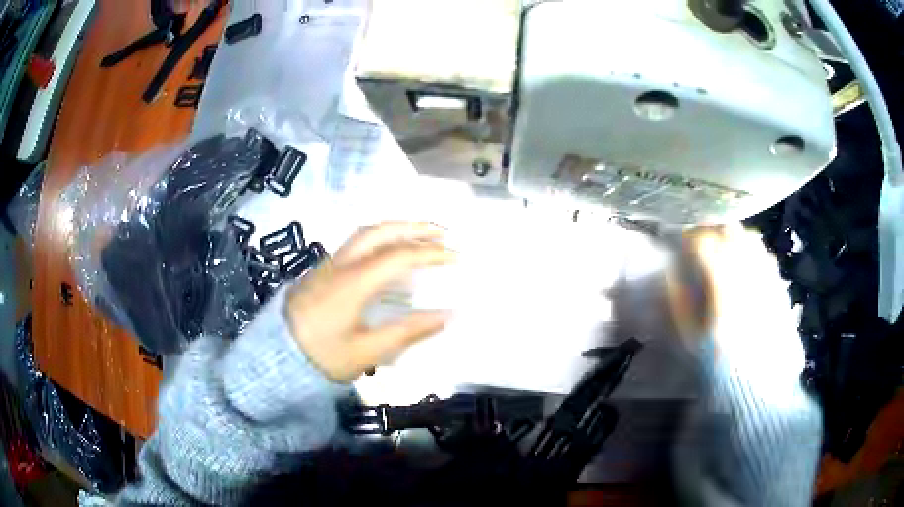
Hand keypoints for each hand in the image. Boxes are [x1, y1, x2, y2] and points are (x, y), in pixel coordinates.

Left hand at [285, 222, 454, 381]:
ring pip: (364, 234)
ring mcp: (328, 265)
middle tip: (441, 232)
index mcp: (353, 282)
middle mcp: (340, 265)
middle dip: (413, 227)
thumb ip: (408, 331)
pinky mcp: (321, 272)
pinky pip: (355, 245)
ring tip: (419, 236)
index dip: (431, 254)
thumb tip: (448, 315)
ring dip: (395, 229)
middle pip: (378, 231)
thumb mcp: (367, 352)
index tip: (457, 258)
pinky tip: (389, 254)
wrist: (276, 357)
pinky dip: (379, 240)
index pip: (398, 256)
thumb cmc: (322, 357)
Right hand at [667, 225, 797, 362]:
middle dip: (713, 231)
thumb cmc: (720, 369)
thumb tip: (671, 275)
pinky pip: (767, 257)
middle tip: (702, 243)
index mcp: (722, 281)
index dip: (689, 237)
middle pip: (730, 230)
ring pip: (751, 238)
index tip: (680, 241)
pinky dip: (754, 254)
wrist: (760, 390)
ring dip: (735, 238)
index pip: (704, 241)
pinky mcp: (780, 287)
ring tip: (726, 251)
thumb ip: (679, 304)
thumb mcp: (690, 342)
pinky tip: (749, 269)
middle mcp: (747, 270)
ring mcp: (767, 276)